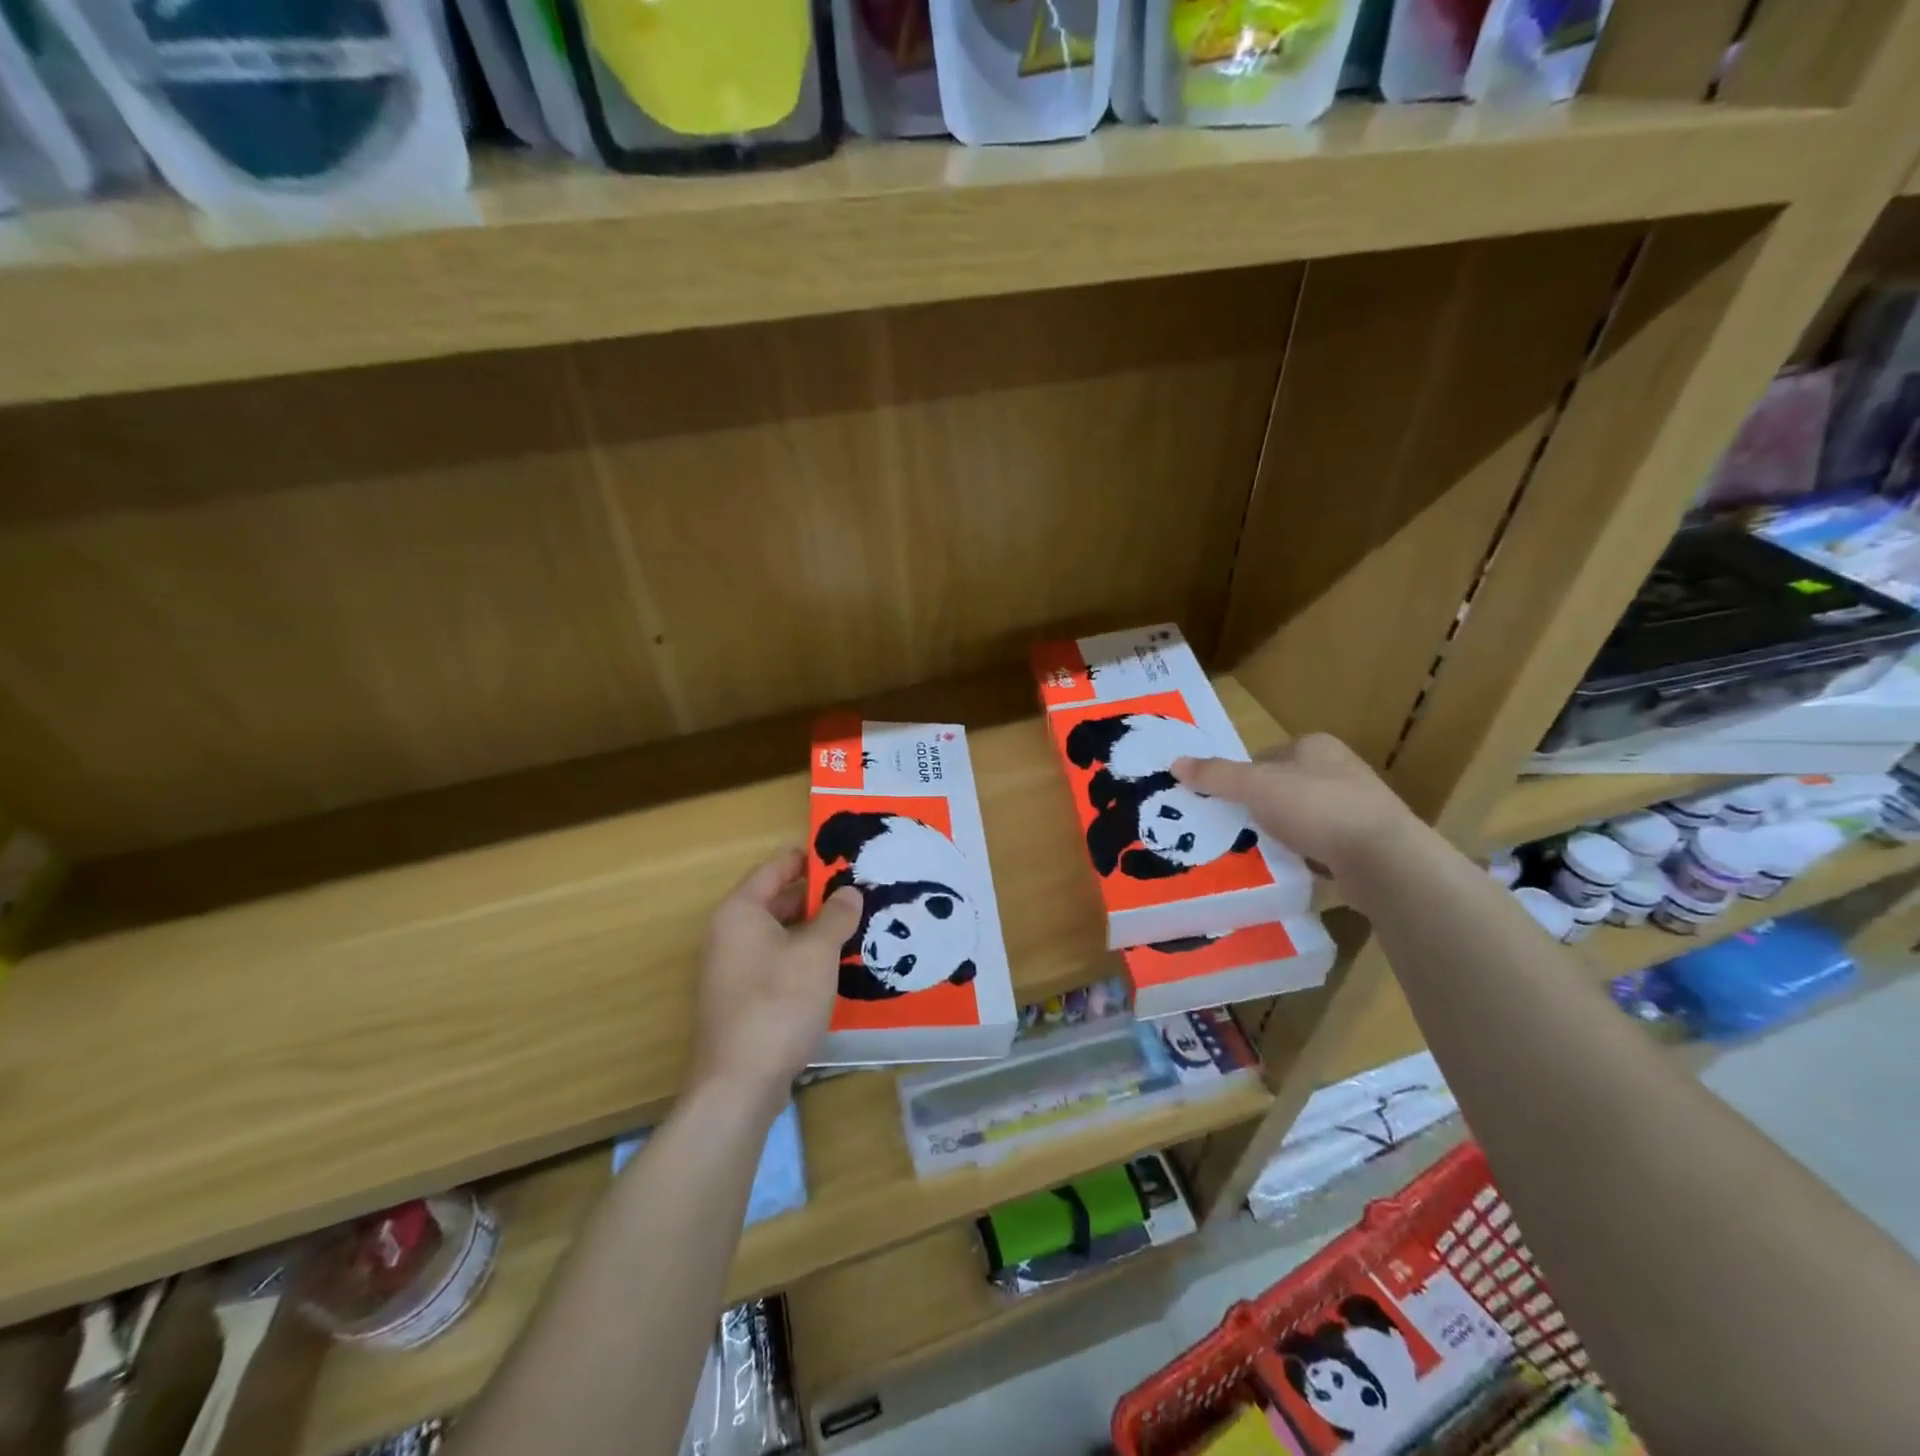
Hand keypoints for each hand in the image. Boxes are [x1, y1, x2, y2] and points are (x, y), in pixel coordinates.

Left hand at [689, 849, 862, 1106]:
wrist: (739, 1083)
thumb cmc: (778, 1003)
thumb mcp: (817, 953)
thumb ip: (836, 916)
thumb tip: (849, 892)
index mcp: (740, 912)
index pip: (774, 868)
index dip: (808, 858)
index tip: (843, 854)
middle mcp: (729, 934)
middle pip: (776, 900)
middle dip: (816, 895)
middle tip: (860, 889)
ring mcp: (733, 968)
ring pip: (779, 933)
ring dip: (813, 927)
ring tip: (856, 922)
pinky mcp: (743, 998)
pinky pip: (777, 961)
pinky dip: (803, 955)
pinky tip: (835, 963)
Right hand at [1173, 733, 1421, 882]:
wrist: (1384, 859)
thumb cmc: (1317, 808)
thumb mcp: (1256, 786)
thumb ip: (1216, 774)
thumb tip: (1175, 763)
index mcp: (1315, 746)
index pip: (1264, 756)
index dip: (1239, 777)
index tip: (1220, 803)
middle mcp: (1339, 769)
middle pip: (1281, 786)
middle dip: (1258, 807)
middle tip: (1231, 829)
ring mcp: (1356, 806)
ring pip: (1300, 816)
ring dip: (1280, 832)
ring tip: (1256, 851)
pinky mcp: (1365, 841)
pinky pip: (1321, 843)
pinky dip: (1303, 854)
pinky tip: (1289, 868)